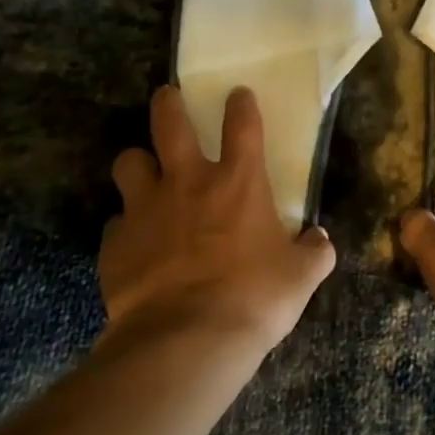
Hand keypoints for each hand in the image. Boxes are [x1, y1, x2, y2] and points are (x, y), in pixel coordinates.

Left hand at [99, 85, 335, 352]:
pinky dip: (127, 226)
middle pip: (169, 122)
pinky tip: (136, 243)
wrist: (186, 340)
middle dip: (168, 103)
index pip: (242, 125)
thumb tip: (319, 240)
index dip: (241, 105)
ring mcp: (145, 209)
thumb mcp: (301, 277)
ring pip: (128, 162)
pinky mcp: (115, 243)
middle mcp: (187, 183)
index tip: (238, 94)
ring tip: (144, 173)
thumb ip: (314, 251)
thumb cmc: (254, 299)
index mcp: (239, 183)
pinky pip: (117, 222)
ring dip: (138, 164)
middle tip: (168, 97)